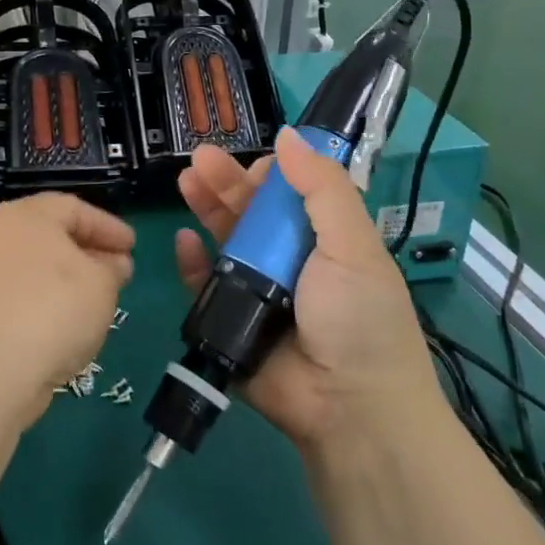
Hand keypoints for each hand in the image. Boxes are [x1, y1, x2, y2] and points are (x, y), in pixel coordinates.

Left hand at [0, 194, 134, 426]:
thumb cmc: (54, 310)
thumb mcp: (102, 284)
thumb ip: (112, 268)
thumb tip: (112, 264)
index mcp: (27, 214)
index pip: (75, 209)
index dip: (108, 227)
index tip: (132, 247)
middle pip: (48, 233)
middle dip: (85, 250)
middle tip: (115, 270)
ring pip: (30, 263)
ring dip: (62, 276)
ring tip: (90, 298)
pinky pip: (14, 290)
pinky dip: (39, 297)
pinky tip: (59, 320)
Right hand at [176, 131, 434, 451]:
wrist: (348, 409)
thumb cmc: (359, 319)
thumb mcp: (353, 244)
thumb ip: (322, 188)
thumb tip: (290, 135)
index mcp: (325, 239)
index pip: (294, 194)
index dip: (275, 172)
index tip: (258, 160)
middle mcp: (290, 260)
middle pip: (252, 212)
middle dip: (228, 182)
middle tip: (202, 157)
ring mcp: (258, 289)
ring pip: (224, 239)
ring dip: (206, 208)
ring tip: (186, 180)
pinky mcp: (230, 318)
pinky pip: (204, 283)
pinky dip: (191, 261)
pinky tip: (185, 239)